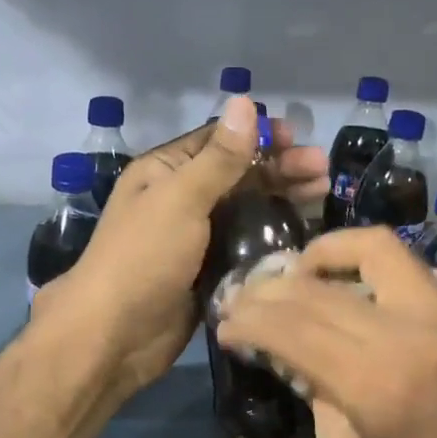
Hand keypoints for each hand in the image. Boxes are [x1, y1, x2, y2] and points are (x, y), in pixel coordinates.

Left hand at [34, 96, 327, 397]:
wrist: (114, 336)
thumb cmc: (143, 257)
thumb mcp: (180, 199)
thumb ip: (218, 157)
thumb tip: (244, 101)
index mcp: (165, 172)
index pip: (218, 141)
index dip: (258, 135)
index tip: (298, 137)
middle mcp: (180, 199)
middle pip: (237, 175)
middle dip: (279, 168)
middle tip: (322, 172)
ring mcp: (195, 238)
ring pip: (246, 210)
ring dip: (281, 200)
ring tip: (321, 196)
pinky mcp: (209, 272)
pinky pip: (245, 246)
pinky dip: (272, 238)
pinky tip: (303, 234)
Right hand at [215, 227, 436, 437]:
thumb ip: (317, 399)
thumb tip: (292, 357)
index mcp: (375, 386)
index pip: (291, 329)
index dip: (248, 321)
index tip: (224, 326)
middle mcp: (406, 334)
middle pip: (317, 290)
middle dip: (267, 291)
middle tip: (242, 301)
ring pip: (367, 249)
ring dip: (318, 254)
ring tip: (293, 275)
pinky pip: (400, 264)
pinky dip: (360, 260)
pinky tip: (340, 281)